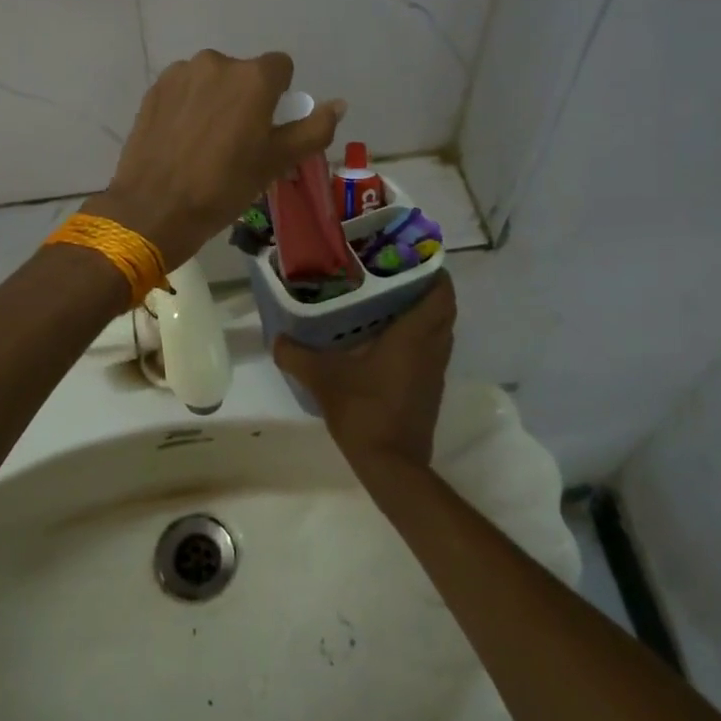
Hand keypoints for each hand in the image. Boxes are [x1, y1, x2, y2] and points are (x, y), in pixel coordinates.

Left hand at [86, 51, 343, 269]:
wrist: (155, 207)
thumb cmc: (224, 186)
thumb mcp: (277, 162)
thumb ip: (314, 129)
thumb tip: (338, 104)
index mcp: (253, 77)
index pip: (281, 67)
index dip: (279, 96)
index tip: (268, 127)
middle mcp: (216, 62)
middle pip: (243, 74)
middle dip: (246, 99)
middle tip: (238, 141)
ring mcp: (181, 74)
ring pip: (211, 81)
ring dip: (216, 101)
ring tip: (206, 143)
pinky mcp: (154, 89)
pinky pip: (184, 90)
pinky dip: (188, 107)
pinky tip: (181, 140)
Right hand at [273, 274, 456, 475]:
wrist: (393, 465)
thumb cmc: (364, 411)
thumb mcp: (323, 379)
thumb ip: (296, 355)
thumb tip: (277, 337)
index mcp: (415, 335)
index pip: (441, 291)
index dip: (432, 269)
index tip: (407, 255)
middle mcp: (433, 347)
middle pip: (443, 307)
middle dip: (424, 287)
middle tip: (391, 275)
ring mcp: (435, 370)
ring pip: (439, 329)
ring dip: (423, 312)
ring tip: (387, 301)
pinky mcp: (430, 388)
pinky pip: (432, 349)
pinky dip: (418, 336)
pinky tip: (386, 339)